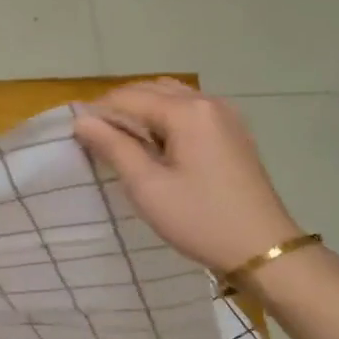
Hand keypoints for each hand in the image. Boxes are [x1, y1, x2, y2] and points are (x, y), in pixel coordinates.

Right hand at [74, 79, 298, 272]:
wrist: (263, 249)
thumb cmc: (199, 219)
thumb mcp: (147, 187)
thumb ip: (113, 147)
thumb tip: (82, 121)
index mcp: (187, 111)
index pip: (128, 97)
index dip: (98, 111)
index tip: (75, 135)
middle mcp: (207, 102)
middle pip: (151, 89)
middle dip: (119, 107)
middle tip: (96, 139)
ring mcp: (225, 115)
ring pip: (171, 96)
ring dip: (142, 109)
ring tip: (123, 141)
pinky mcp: (233, 131)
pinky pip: (190, 109)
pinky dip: (166, 116)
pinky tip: (156, 144)